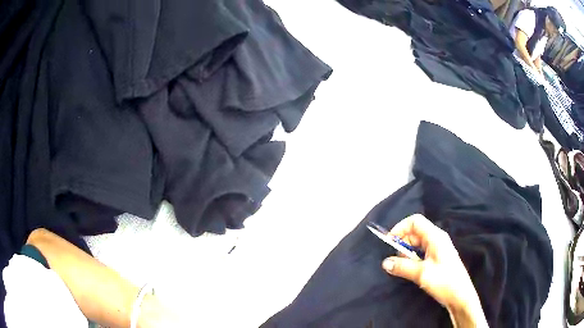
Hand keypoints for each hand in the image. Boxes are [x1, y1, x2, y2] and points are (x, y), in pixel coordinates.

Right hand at [381, 214, 487, 327]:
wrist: (460, 296)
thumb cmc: (444, 281)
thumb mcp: (421, 274)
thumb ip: (402, 266)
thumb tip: (385, 262)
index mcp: (435, 236)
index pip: (415, 221)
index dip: (400, 228)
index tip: (389, 242)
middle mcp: (437, 239)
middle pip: (415, 232)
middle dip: (402, 242)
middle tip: (395, 259)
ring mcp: (438, 248)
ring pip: (417, 243)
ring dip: (407, 252)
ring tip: (402, 266)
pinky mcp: (438, 258)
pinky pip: (421, 252)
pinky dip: (413, 258)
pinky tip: (410, 269)